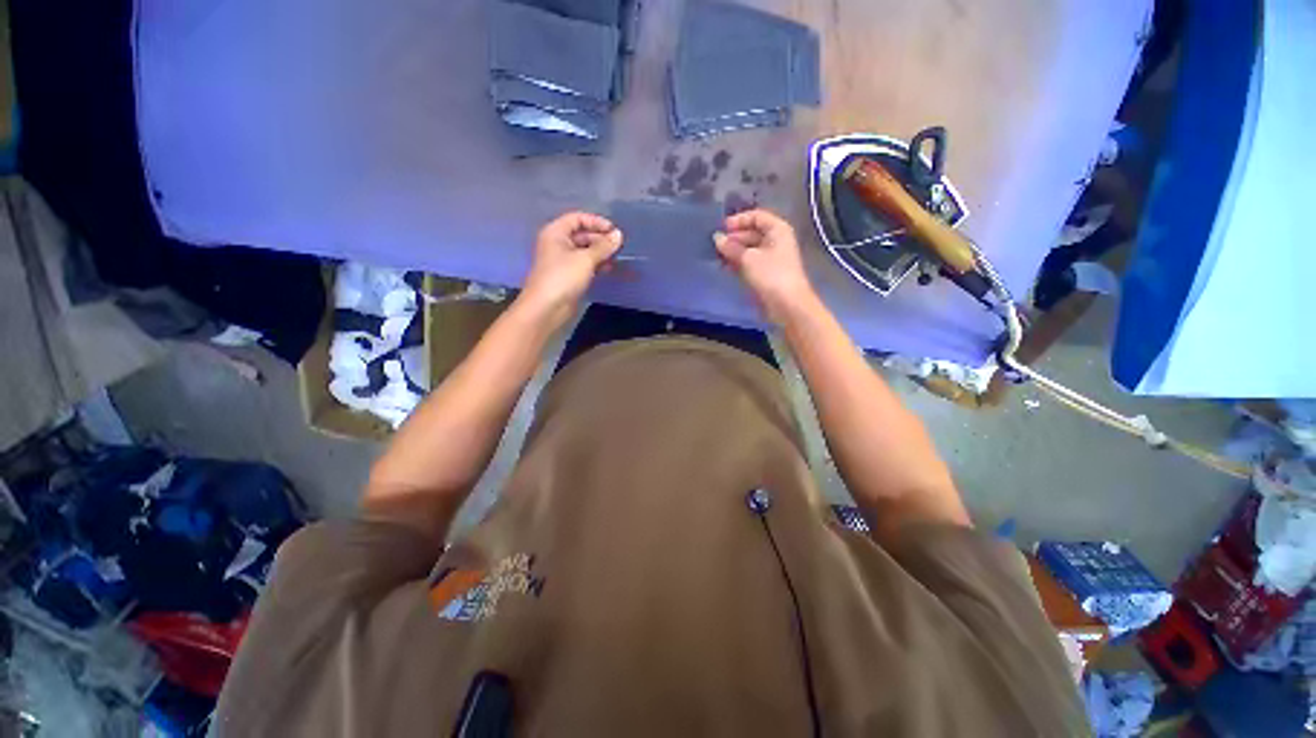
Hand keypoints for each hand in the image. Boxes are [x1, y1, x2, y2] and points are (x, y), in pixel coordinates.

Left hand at [520, 211, 622, 327]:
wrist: (547, 307)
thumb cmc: (563, 277)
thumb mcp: (586, 259)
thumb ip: (604, 246)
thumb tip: (618, 235)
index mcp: (556, 233)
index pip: (577, 218)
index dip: (596, 222)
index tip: (614, 231)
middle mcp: (557, 243)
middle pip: (581, 234)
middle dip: (600, 238)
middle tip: (618, 246)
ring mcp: (562, 261)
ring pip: (584, 250)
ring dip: (600, 252)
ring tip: (617, 258)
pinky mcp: (568, 276)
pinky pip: (584, 264)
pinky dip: (596, 264)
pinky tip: (609, 269)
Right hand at [714, 209, 816, 323]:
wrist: (787, 304)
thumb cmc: (770, 275)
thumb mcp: (748, 258)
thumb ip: (731, 247)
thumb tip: (716, 238)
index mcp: (777, 230)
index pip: (756, 216)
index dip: (739, 220)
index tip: (721, 228)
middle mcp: (775, 241)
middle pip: (752, 233)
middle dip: (734, 238)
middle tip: (715, 245)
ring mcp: (771, 258)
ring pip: (749, 249)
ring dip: (733, 252)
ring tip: (717, 257)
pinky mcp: (766, 273)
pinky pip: (749, 262)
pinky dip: (738, 263)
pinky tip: (724, 267)